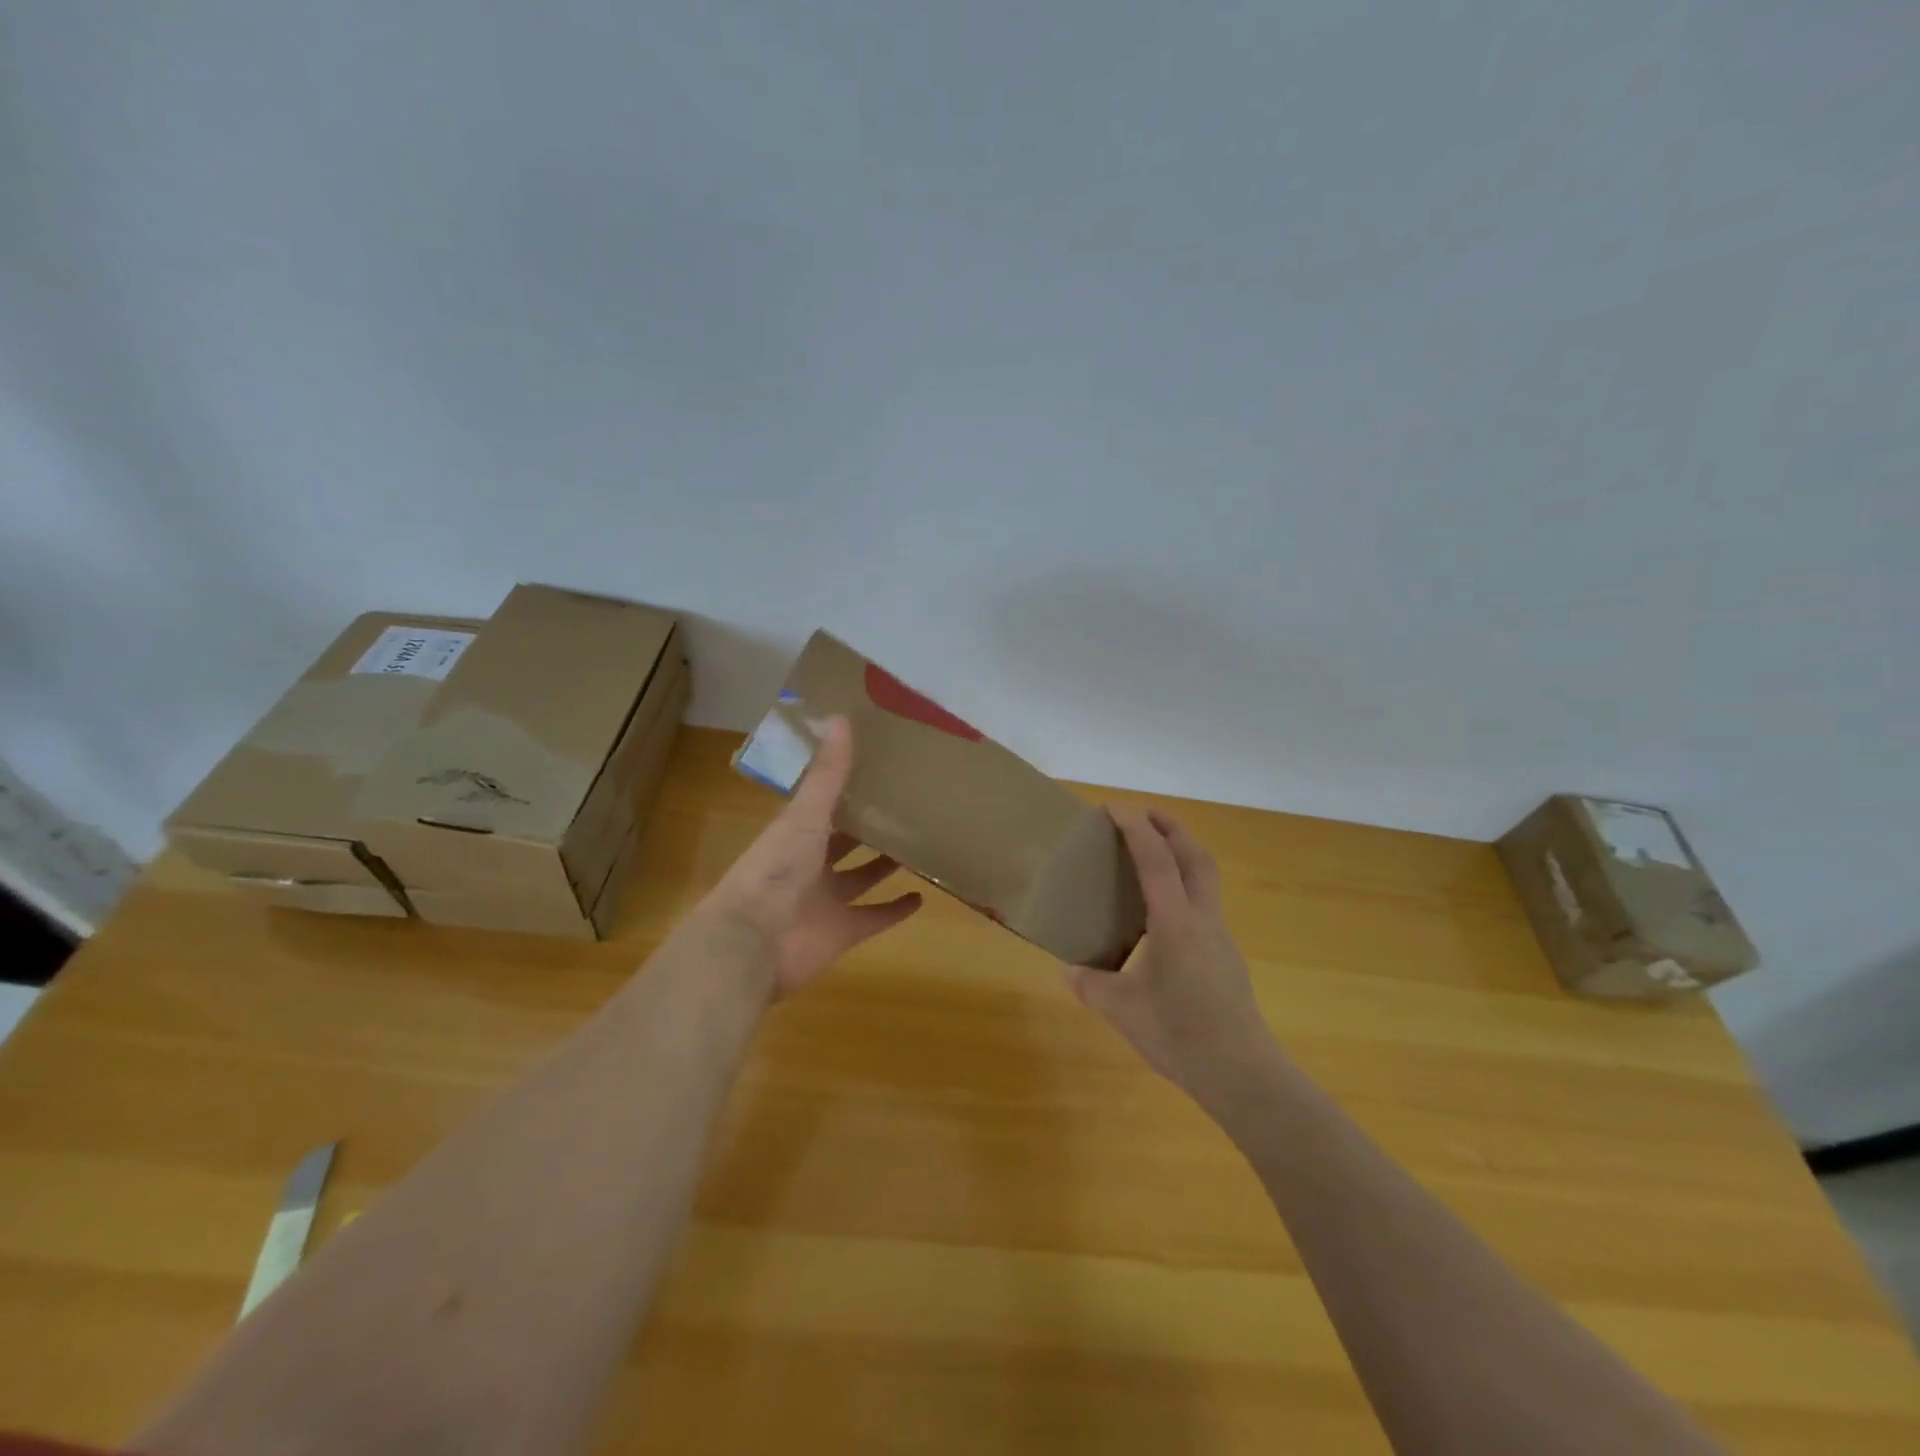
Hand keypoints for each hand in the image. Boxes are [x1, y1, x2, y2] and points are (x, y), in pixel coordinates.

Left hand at [702, 715, 922, 999]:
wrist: (751, 944)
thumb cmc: (775, 871)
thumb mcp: (804, 815)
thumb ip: (827, 774)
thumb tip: (841, 716)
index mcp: (795, 833)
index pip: (824, 805)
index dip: (847, 788)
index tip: (879, 767)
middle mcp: (810, 864)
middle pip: (844, 842)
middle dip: (869, 828)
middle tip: (908, 806)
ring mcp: (827, 900)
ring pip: (861, 878)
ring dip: (884, 866)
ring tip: (918, 846)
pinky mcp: (842, 932)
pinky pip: (874, 918)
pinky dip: (895, 911)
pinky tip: (922, 897)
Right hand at [1064, 807, 1279, 1110]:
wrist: (1243, 1074)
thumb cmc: (1180, 1035)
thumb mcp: (1122, 1010)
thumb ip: (1091, 985)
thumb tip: (1068, 970)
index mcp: (1175, 922)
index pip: (1155, 859)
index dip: (1135, 828)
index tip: (1113, 808)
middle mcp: (1202, 919)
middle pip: (1195, 855)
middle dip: (1171, 827)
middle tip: (1143, 816)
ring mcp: (1220, 937)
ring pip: (1206, 877)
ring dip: (1183, 853)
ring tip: (1153, 855)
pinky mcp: (1226, 956)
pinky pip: (1205, 903)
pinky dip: (1186, 885)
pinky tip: (1164, 913)